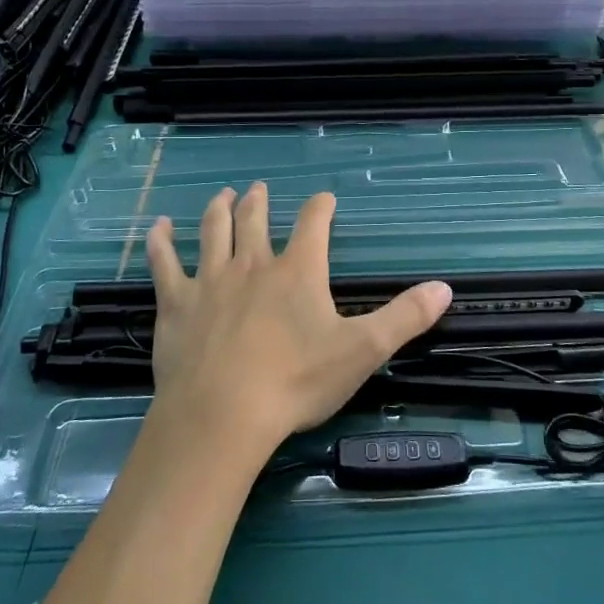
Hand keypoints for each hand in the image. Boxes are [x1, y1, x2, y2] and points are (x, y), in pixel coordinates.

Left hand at [145, 184, 451, 454]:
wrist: (222, 415)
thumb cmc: (296, 382)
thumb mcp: (362, 351)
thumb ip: (405, 318)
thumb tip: (445, 288)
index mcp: (297, 271)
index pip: (313, 223)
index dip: (320, 207)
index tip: (325, 198)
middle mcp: (252, 264)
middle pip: (256, 220)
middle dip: (260, 201)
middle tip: (259, 188)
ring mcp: (210, 280)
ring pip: (214, 231)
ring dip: (220, 209)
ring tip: (224, 195)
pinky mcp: (176, 302)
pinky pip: (165, 262)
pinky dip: (161, 241)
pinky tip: (158, 226)